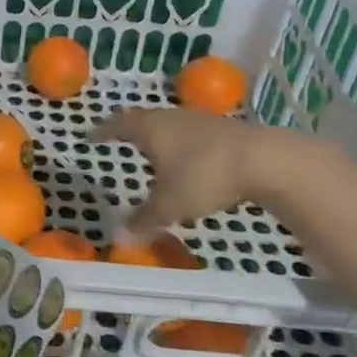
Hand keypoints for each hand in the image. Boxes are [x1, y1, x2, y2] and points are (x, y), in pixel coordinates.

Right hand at [88, 109, 318, 233]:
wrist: (265, 159)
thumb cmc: (203, 175)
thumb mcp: (170, 205)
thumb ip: (145, 220)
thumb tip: (119, 238)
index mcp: (150, 128)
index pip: (118, 125)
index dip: (104, 132)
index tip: (91, 137)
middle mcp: (172, 118)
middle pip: (145, 119)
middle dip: (131, 130)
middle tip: (120, 139)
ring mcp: (201, 120)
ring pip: (172, 125)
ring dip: (161, 137)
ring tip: (155, 151)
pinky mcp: (226, 130)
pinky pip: (194, 134)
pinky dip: (185, 145)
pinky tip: (190, 160)